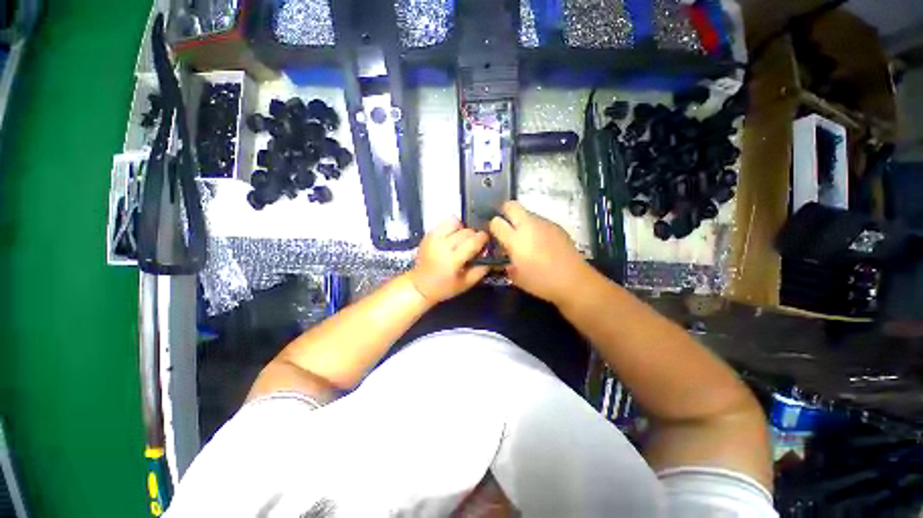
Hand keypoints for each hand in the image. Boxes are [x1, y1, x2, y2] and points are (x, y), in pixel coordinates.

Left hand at [409, 219, 489, 302]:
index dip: (483, 238)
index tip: (487, 239)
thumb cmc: (444, 287)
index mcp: (452, 261)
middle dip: (474, 235)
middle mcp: (442, 246)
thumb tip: (490, 256)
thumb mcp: (465, 284)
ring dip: (462, 229)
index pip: (472, 242)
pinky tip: (452, 236)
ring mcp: (433, 238)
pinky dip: (452, 226)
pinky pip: (444, 222)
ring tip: (462, 238)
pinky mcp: (428, 235)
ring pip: (454, 223)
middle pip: (465, 232)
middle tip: (475, 243)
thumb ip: (480, 270)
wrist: (419, 285)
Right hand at [489, 201, 590, 305]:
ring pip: (527, 213)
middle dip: (505, 210)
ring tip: (527, 238)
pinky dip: (536, 228)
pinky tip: (542, 243)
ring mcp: (544, 224)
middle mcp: (528, 226)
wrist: (573, 280)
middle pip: (511, 205)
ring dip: (522, 221)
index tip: (494, 233)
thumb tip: (507, 260)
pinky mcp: (557, 226)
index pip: (496, 223)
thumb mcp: (517, 277)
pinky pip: (541, 222)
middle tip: (505, 223)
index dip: (493, 226)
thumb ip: (508, 265)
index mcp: (515, 240)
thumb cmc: (541, 282)